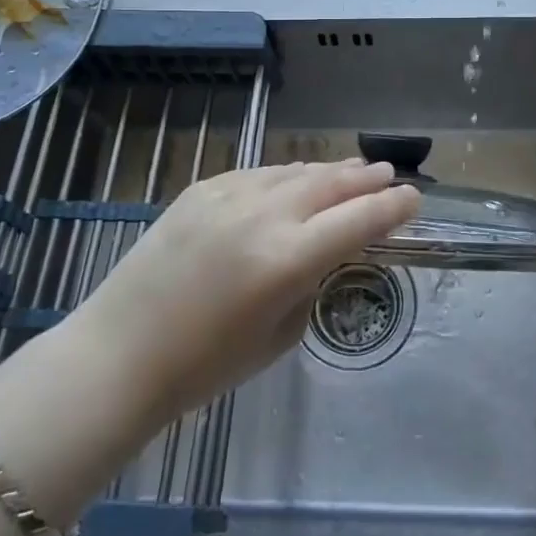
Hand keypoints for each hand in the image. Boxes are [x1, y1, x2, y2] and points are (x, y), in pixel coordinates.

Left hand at [74, 160, 420, 427]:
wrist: (120, 352)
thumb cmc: (205, 365)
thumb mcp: (279, 335)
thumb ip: (312, 283)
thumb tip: (329, 251)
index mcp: (288, 258)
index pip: (359, 220)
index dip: (393, 207)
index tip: (414, 197)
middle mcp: (264, 214)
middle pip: (331, 184)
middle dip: (366, 178)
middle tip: (389, 173)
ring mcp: (230, 194)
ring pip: (295, 171)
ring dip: (329, 171)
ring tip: (352, 170)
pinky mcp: (202, 187)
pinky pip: (260, 174)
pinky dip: (287, 175)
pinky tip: (296, 178)